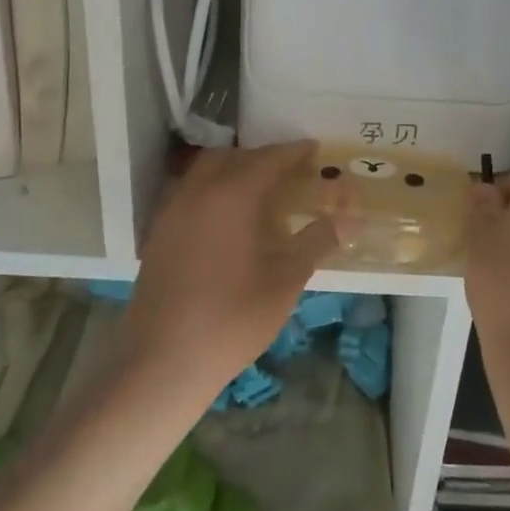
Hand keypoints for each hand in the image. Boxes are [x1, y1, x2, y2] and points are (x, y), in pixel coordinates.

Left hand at [121, 142, 336, 400]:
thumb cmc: (232, 319)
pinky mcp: (158, 234)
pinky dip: (213, 192)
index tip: (314, 149)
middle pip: (232, 157)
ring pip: (205, 173)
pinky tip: (228, 221)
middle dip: (262, 158)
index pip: (269, 159)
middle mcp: (198, 192)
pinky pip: (190, 194)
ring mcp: (172, 212)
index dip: (294, 152)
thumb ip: (317, 242)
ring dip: (233, 171)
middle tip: (289, 171)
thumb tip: (351, 220)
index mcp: (232, 196)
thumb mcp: (285, 281)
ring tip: (260, 193)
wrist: (162, 361)